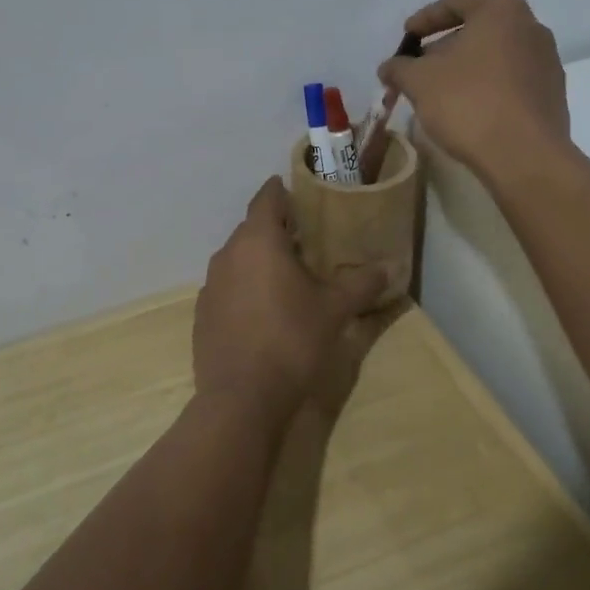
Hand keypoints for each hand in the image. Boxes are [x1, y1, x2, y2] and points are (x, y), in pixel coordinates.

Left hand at [193, 178, 387, 423]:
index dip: (282, 191)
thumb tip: (388, 268)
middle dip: (276, 229)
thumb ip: (361, 284)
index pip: (267, 198)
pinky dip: (244, 287)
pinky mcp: (202, 314)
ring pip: (237, 258)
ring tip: (286, 275)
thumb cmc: (292, 340)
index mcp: (259, 240)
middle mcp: (228, 254)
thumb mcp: (335, 310)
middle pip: (252, 228)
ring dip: (259, 260)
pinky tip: (263, 311)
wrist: (241, 398)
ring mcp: (211, 285)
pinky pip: (227, 287)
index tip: (299, 193)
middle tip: (305, 239)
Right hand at [378, 0, 571, 177]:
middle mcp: (531, 28)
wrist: (524, 156)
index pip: (457, 1)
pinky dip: (486, 86)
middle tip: (418, 67)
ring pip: (495, 55)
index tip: (406, 37)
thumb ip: (399, 68)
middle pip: (478, 28)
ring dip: (465, 67)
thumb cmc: (468, 103)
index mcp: (502, 11)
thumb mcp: (419, 81)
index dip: (425, 18)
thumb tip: (389, 68)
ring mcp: (546, 61)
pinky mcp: (552, 94)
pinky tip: (467, 109)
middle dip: (444, 46)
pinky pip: (511, 79)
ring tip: (439, 91)